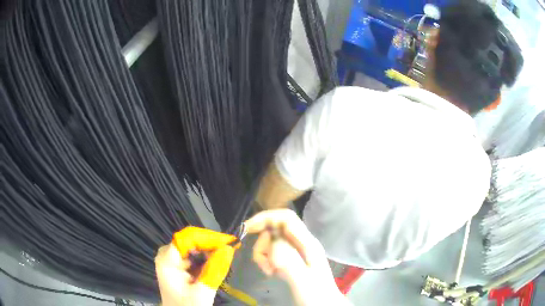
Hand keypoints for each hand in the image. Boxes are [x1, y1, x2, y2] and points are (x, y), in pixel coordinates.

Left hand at [155, 227, 237, 305]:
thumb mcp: (203, 292)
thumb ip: (215, 270)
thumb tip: (229, 248)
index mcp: (167, 261)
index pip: (187, 238)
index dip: (208, 237)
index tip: (229, 241)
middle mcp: (167, 256)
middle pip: (190, 241)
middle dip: (211, 244)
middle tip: (231, 248)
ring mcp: (173, 260)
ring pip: (193, 247)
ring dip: (210, 250)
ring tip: (227, 254)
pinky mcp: (179, 266)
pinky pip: (194, 256)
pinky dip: (207, 258)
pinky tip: (218, 262)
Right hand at [245, 210, 349, 305]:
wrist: (322, 305)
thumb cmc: (315, 295)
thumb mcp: (303, 279)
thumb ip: (289, 259)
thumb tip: (272, 238)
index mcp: (307, 243)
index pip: (285, 218)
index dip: (265, 218)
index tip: (247, 229)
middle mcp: (301, 243)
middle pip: (274, 229)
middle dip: (263, 243)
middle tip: (264, 263)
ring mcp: (295, 252)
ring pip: (270, 242)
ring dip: (263, 255)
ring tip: (270, 271)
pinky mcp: (289, 260)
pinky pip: (271, 253)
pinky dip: (266, 261)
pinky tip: (271, 272)